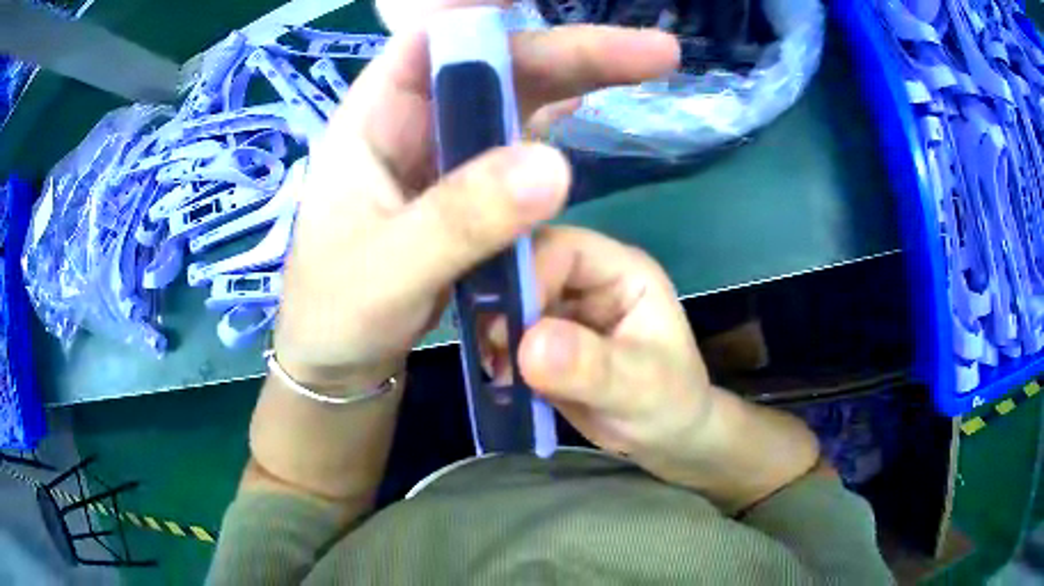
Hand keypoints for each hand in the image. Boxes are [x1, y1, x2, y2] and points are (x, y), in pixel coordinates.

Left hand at [272, 25, 679, 391]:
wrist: (338, 360)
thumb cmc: (337, 314)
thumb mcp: (389, 269)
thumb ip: (461, 218)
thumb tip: (556, 165)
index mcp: (372, 121)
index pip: (428, 40)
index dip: (485, 16)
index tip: (542, 6)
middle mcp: (410, 123)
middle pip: (491, 65)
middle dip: (567, 50)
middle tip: (652, 52)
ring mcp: (441, 154)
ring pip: (512, 98)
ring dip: (574, 77)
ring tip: (645, 65)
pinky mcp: (464, 188)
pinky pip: (514, 141)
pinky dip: (554, 121)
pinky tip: (590, 106)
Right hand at [484, 227, 819, 511]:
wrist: (667, 436)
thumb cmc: (670, 403)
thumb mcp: (640, 388)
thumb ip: (592, 367)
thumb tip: (530, 345)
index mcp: (621, 270)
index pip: (561, 248)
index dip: (527, 275)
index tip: (506, 327)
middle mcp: (588, 280)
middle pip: (527, 266)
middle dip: (501, 303)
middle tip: (487, 345)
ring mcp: (564, 309)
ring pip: (511, 298)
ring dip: (493, 329)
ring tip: (491, 366)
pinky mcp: (546, 339)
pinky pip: (508, 333)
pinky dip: (495, 353)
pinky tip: (496, 378)